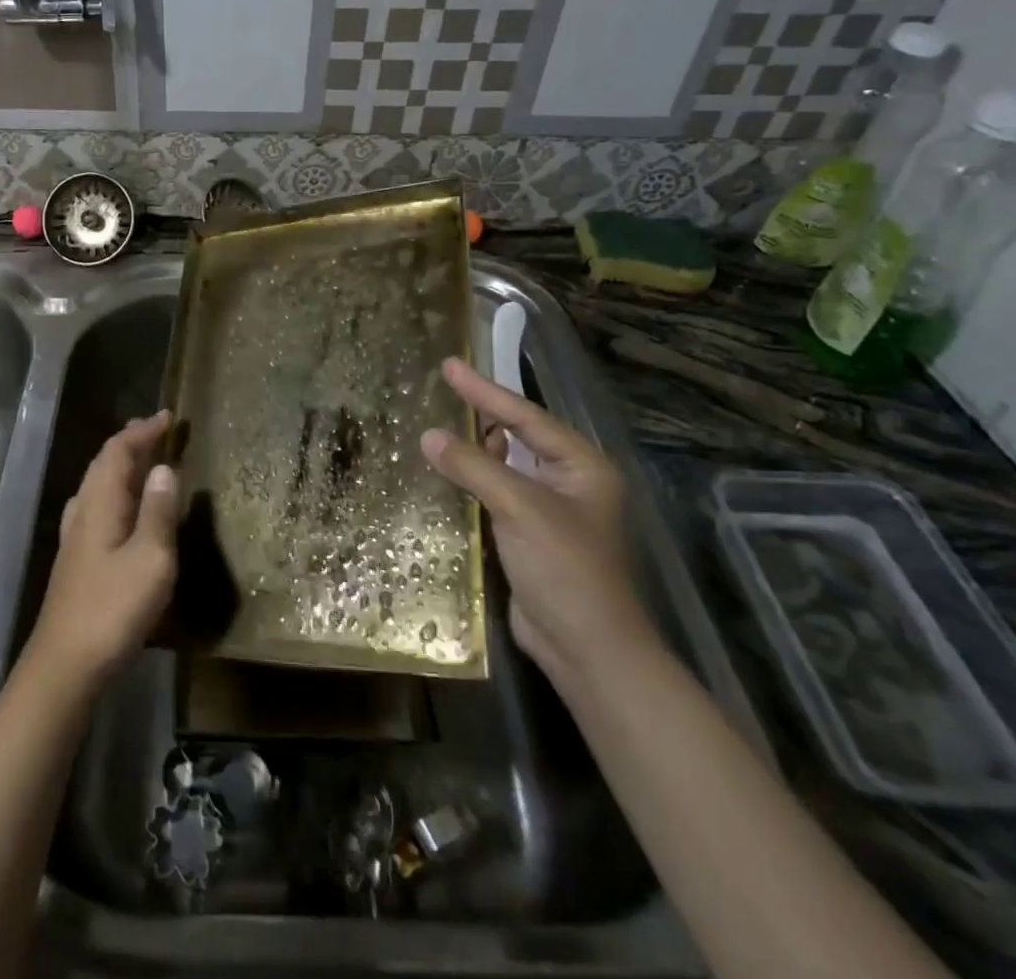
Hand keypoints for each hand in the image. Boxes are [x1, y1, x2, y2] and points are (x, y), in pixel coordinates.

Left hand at [27, 410, 179, 685]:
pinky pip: (98, 507)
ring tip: (146, 462)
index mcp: (100, 503)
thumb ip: (157, 511)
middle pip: (103, 464)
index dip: (142, 431)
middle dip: (130, 444)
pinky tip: (123, 509)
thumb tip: (163, 468)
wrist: (66, 664)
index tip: (168, 417)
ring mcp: (75, 537)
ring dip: (122, 467)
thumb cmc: (113, 607)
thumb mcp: (151, 558)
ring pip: (98, 486)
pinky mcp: (77, 560)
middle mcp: (83, 511)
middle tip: (159, 432)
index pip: (118, 451)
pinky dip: (116, 493)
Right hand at [421, 358, 653, 687]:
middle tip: (439, 391)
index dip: (484, 390)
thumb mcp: (520, 508)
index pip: (525, 416)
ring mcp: (549, 510)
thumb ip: (474, 467)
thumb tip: (428, 436)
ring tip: (435, 427)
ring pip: (504, 466)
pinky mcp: (528, 536)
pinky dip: (471, 482)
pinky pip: (495, 494)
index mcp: (581, 466)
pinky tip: (443, 474)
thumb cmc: (565, 569)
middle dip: (480, 415)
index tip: (449, 365)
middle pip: (517, 436)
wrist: (588, 650)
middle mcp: (568, 481)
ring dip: (472, 449)